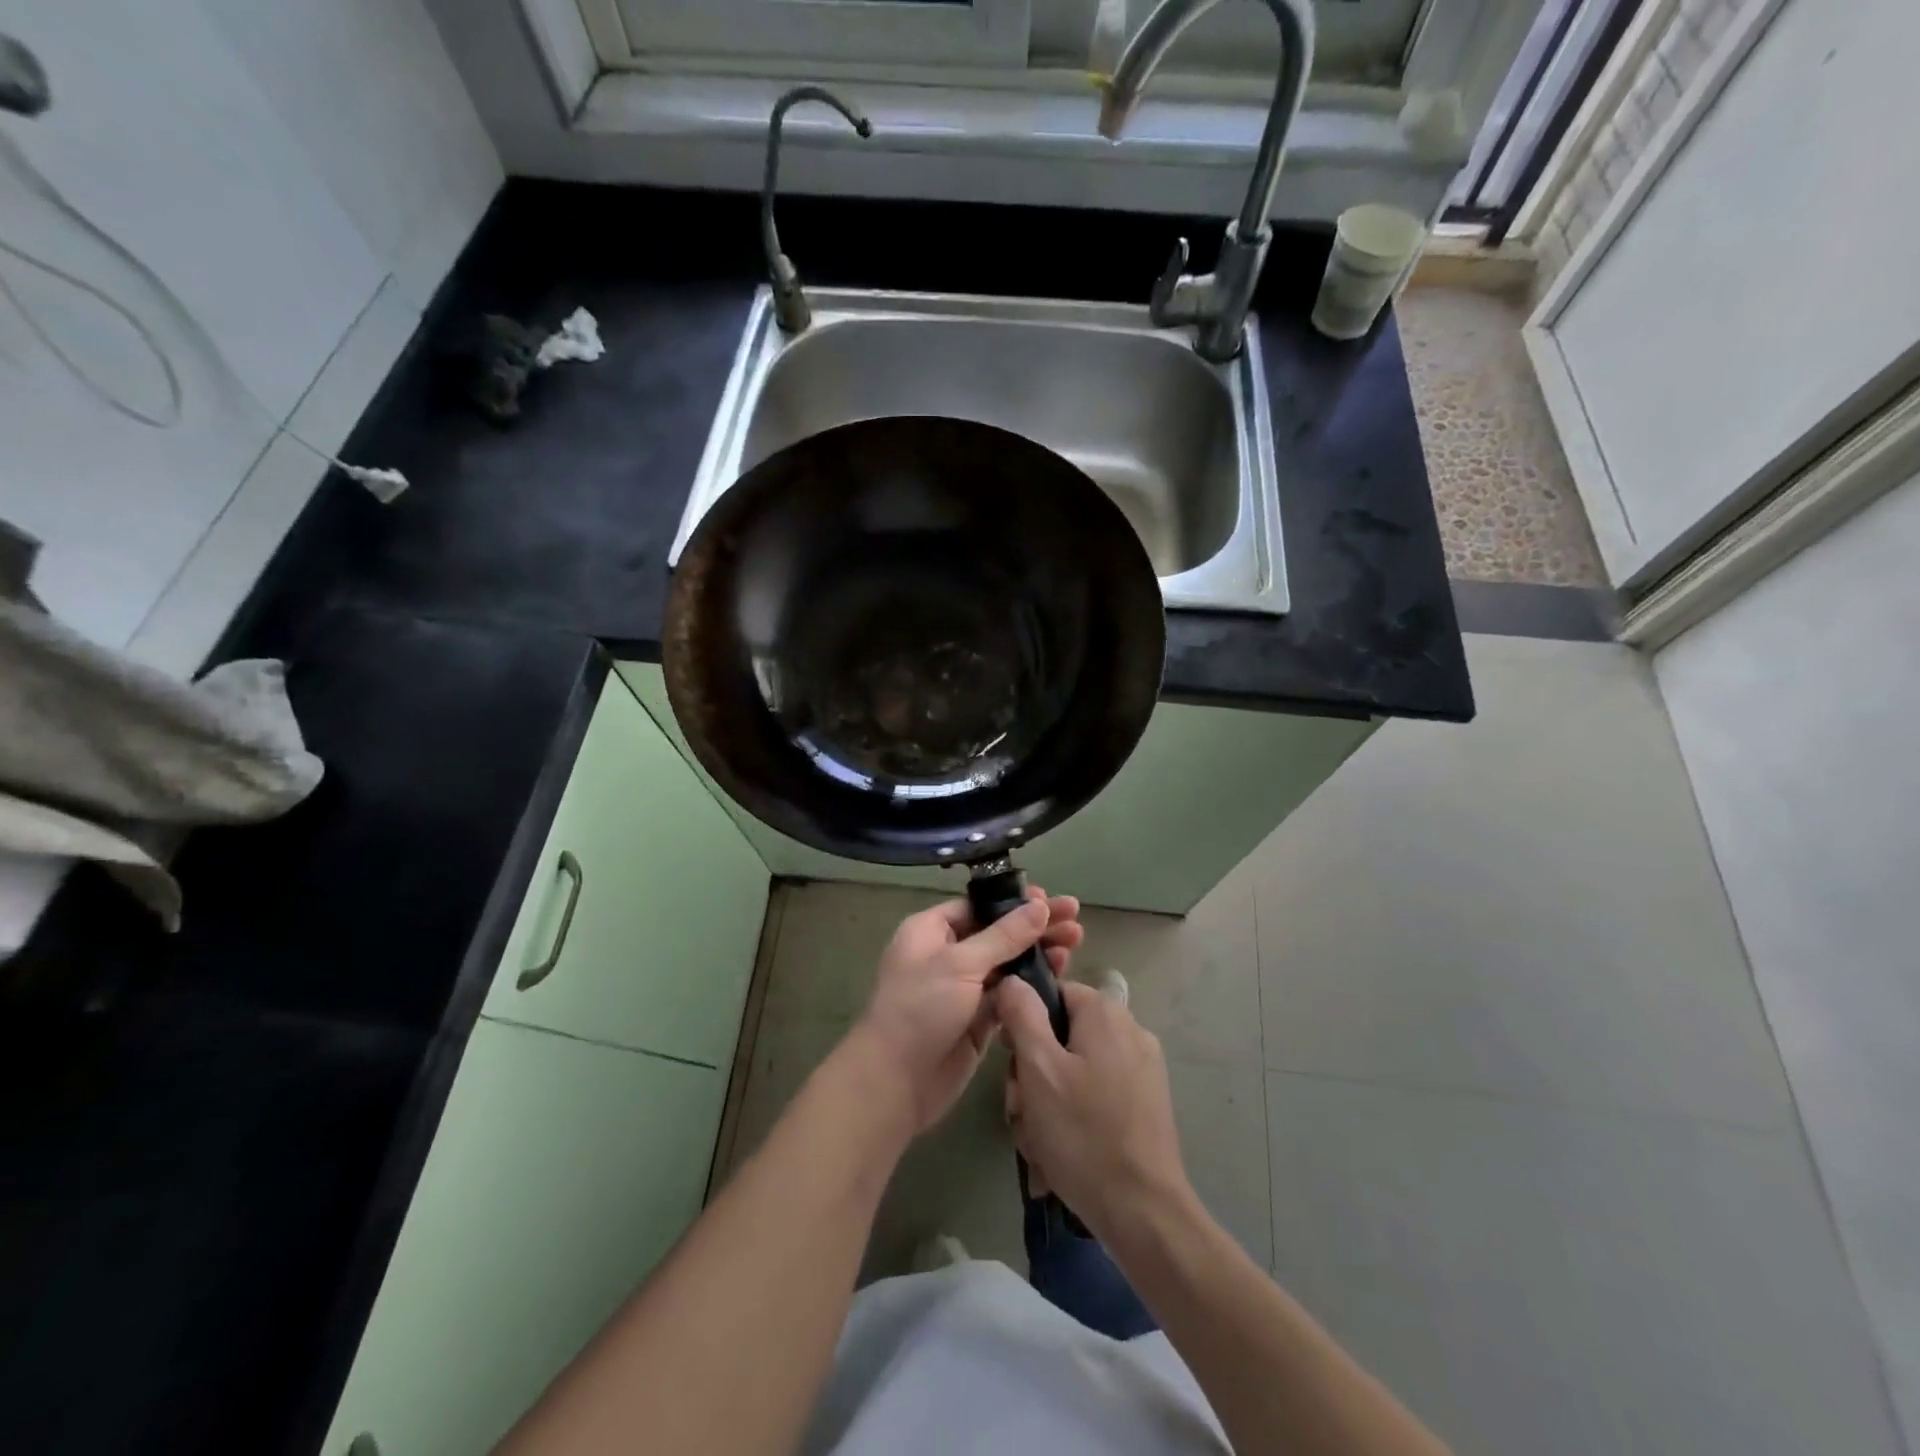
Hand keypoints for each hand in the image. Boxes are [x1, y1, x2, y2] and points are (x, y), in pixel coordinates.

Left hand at [849, 888, 1083, 1135]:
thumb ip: (1004, 936)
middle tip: (1074, 920)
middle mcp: (946, 955)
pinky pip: (1009, 995)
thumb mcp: (960, 964)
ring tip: (1075, 946)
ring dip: (1038, 954)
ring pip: (1007, 964)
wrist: (896, 1081)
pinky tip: (1060, 976)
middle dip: (1034, 927)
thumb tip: (1038, 906)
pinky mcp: (978, 1020)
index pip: (977, 906)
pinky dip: (1032, 986)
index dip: (1013, 902)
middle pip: (997, 933)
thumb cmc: (920, 1009)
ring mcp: (963, 989)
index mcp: (930, 931)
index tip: (1048, 900)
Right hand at [997, 976, 1189, 1239]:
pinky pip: (1095, 1096)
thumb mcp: (1039, 1069)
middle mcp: (1129, 1031)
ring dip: (1047, 1103)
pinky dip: (1073, 1118)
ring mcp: (1142, 1069)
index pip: (1052, 994)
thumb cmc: (1083, 1134)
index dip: (1023, 1023)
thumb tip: (1014, 980)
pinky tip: (1059, 1156)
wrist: (1143, 1212)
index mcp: (1105, 1013)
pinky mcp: (1145, 1103)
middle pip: (1061, 1036)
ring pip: (1075, 1070)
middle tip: (1021, 1112)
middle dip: (1032, 1075)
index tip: (1011, 1062)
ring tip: (1039, 1143)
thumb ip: (1022, 1015)